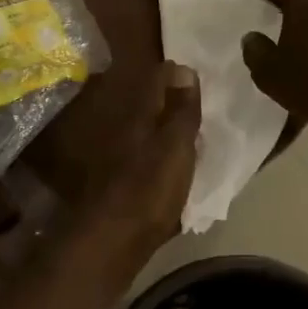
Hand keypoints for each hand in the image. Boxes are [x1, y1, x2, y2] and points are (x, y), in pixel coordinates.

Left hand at [78, 62, 200, 271]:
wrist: (112, 241)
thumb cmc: (149, 189)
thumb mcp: (175, 147)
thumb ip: (181, 110)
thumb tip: (183, 67)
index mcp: (136, 115)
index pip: (156, 79)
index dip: (174, 73)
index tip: (193, 70)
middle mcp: (121, 129)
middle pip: (147, 105)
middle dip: (168, 98)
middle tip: (195, 96)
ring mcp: (117, 157)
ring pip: (143, 130)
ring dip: (163, 126)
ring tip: (188, 129)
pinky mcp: (119, 183)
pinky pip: (143, 157)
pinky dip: (157, 153)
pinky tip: (170, 163)